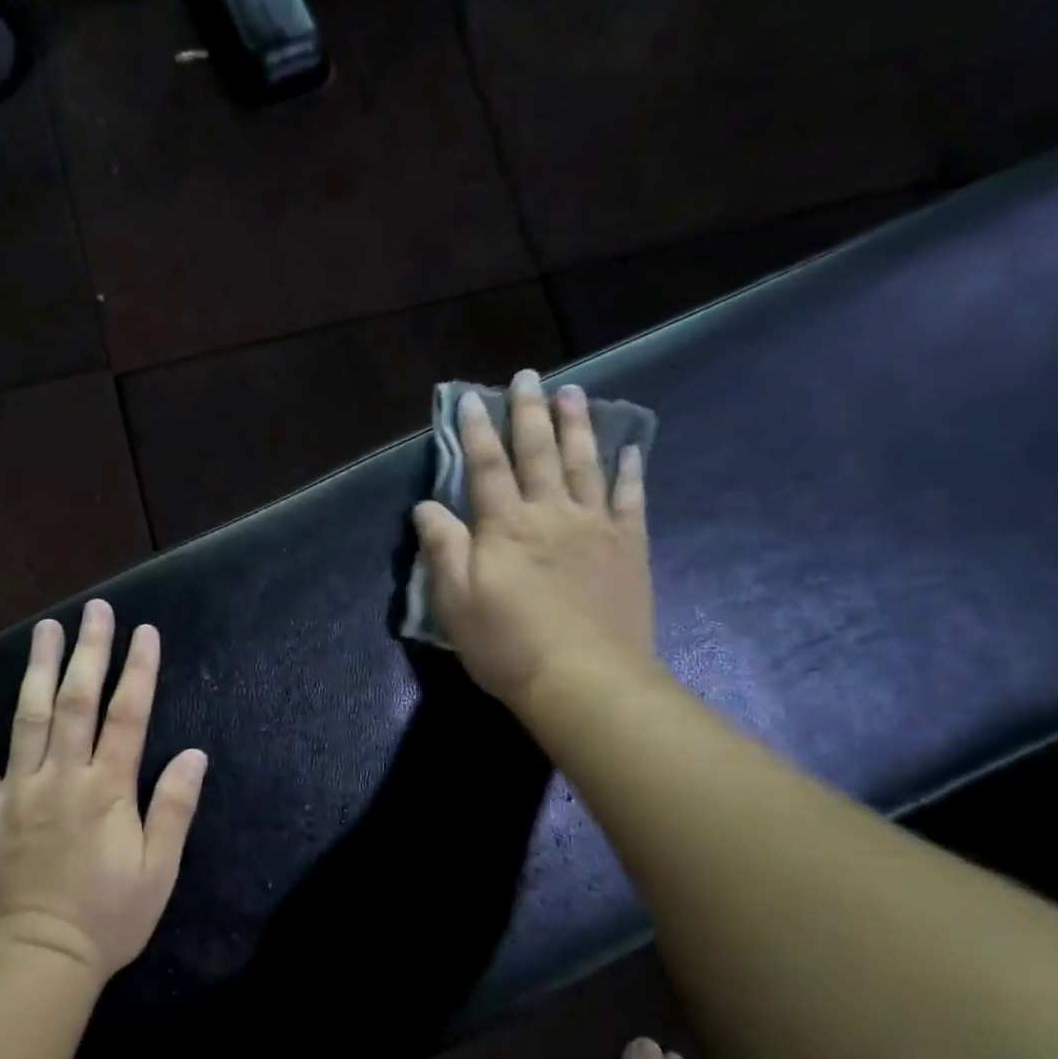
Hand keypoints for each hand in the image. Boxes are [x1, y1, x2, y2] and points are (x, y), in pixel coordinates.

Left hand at [0, 599, 208, 980]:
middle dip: (88, 651)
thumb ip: (174, 808)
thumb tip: (196, 753)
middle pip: (76, 701)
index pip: (129, 715)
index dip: (139, 670)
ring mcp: (16, 791)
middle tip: (94, 610)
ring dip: (38, 668)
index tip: (144, 632)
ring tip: (45, 628)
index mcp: (108, 790)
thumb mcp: (158, 870)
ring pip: (27, 716)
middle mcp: (62, 777)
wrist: (35, 961)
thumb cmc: (107, 918)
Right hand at [413, 368, 659, 717]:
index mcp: (506, 526)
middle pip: (538, 452)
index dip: (476, 432)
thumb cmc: (508, 645)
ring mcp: (596, 527)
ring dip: (578, 425)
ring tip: (575, 392)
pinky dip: (629, 470)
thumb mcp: (455, 602)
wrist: (585, 682)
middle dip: (529, 413)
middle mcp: (552, 513)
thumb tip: (426, 506)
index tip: (471, 400)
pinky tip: (630, 447)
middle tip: (528, 376)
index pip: (485, 467)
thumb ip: (442, 548)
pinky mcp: (628, 547)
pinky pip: (630, 498)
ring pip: (585, 463)